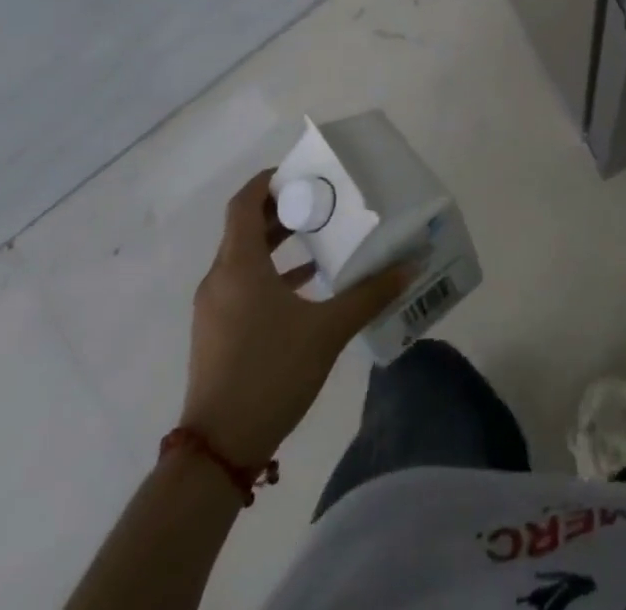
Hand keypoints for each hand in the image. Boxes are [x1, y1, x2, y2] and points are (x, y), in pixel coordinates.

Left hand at [181, 168, 408, 466]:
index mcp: (239, 266)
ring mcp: (215, 308)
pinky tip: (308, 283)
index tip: (303, 172)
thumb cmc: (270, 373)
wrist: (217, 452)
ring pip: (245, 257)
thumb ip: (370, 294)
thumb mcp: (328, 330)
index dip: (269, 181)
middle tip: (323, 199)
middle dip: (283, 209)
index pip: (244, 203)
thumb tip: (410, 265)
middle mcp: (220, 279)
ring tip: (321, 234)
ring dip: (278, 241)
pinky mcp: (218, 332)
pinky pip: (244, 284)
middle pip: (245, 227)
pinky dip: (272, 272)